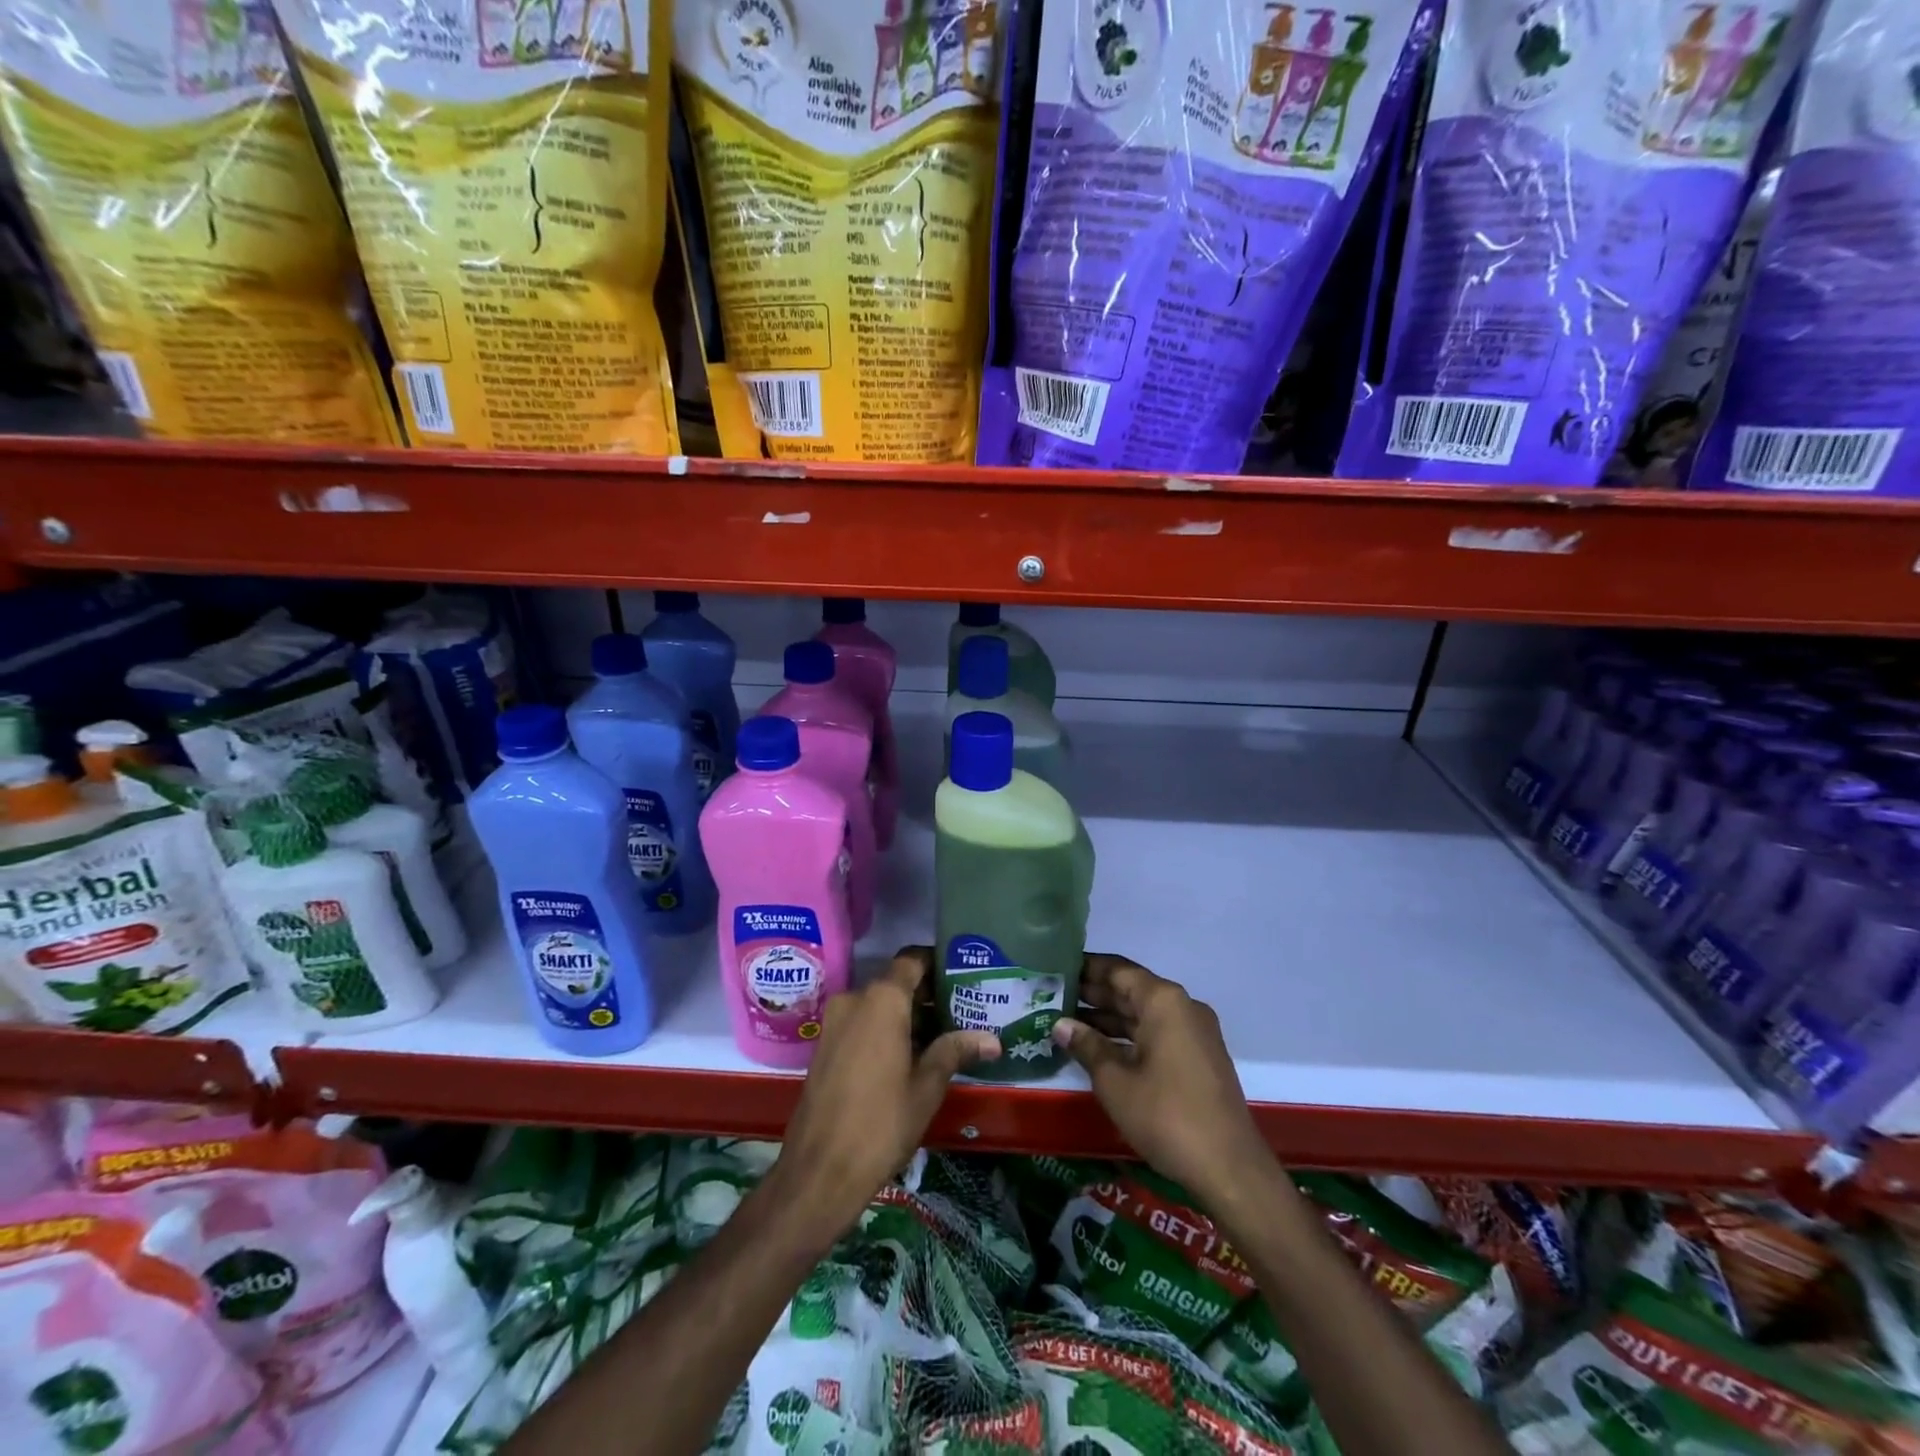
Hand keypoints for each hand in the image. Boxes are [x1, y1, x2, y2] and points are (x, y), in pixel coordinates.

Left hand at [770, 948, 999, 1241]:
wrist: (819, 1172)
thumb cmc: (881, 1123)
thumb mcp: (927, 1086)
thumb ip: (955, 1051)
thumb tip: (992, 1039)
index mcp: (882, 1000)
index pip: (912, 960)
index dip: (936, 963)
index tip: (961, 976)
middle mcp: (854, 999)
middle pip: (895, 983)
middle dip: (926, 996)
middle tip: (961, 1013)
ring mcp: (834, 1022)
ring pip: (877, 1005)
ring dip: (905, 1016)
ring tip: (941, 1038)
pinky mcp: (824, 1046)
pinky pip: (860, 1023)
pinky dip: (883, 1030)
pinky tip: (908, 1057)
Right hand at [1053, 954, 1270, 1210]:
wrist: (1229, 1169)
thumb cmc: (1166, 1116)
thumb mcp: (1115, 1081)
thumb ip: (1086, 1046)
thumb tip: (1061, 1024)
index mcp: (1163, 1001)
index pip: (1117, 969)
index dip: (1086, 967)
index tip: (1056, 968)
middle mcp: (1182, 1007)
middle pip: (1131, 989)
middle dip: (1094, 993)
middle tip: (1053, 996)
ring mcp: (1194, 1033)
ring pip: (1144, 1013)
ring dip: (1109, 1017)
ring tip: (1068, 1022)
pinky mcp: (1199, 1058)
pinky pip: (1157, 1033)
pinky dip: (1129, 1035)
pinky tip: (1100, 1047)